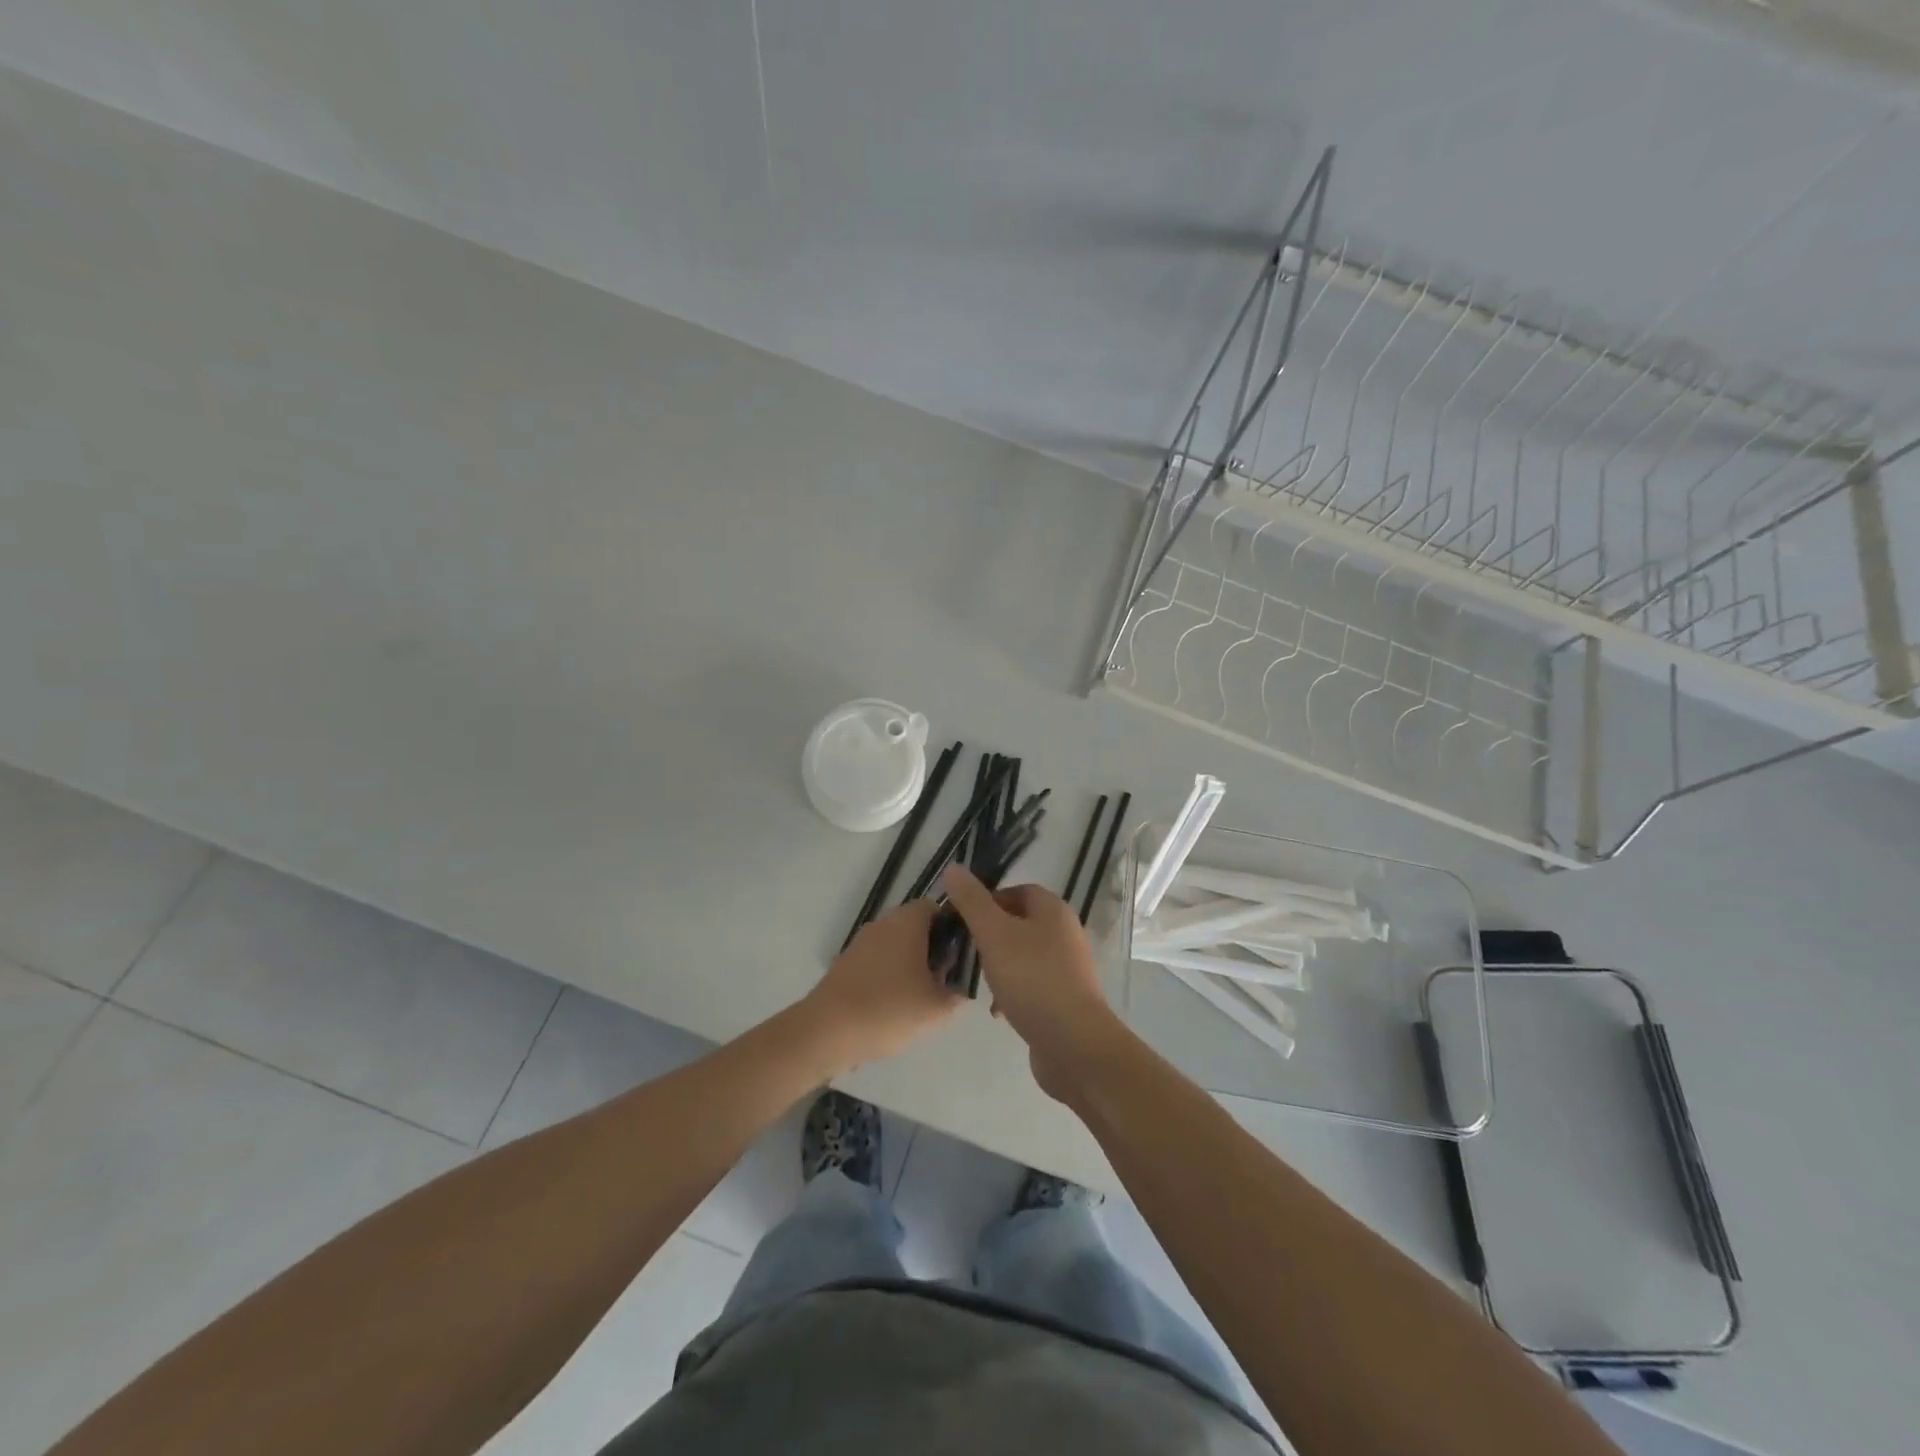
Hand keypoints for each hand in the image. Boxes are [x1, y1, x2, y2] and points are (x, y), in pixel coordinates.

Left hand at [803, 899, 961, 1069]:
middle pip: (916, 927)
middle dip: (934, 950)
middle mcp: (883, 923)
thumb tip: (959, 987)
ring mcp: (861, 943)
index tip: (962, 955)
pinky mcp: (845, 964)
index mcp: (907, 921)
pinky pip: (877, 963)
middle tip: (946, 981)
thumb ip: (958, 994)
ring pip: (896, 946)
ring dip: (911, 966)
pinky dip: (889, 978)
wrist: (826, 1032)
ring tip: (922, 999)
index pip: (937, 908)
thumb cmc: (889, 1009)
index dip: (954, 928)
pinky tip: (894, 1008)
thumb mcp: (938, 1008)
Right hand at [942, 865, 1134, 1103]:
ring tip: (980, 983)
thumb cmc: (1032, 979)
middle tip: (968, 951)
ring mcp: (1068, 968)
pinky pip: (1033, 985)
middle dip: (991, 937)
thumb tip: (954, 867)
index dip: (988, 900)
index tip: (964, 920)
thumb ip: (972, 901)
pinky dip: (1013, 992)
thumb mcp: (994, 934)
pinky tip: (998, 1011)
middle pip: (1020, 924)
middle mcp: (1065, 933)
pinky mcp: (1066, 999)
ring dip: (1000, 967)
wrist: (1074, 1044)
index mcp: (1053, 910)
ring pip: (1024, 956)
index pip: (1018, 891)